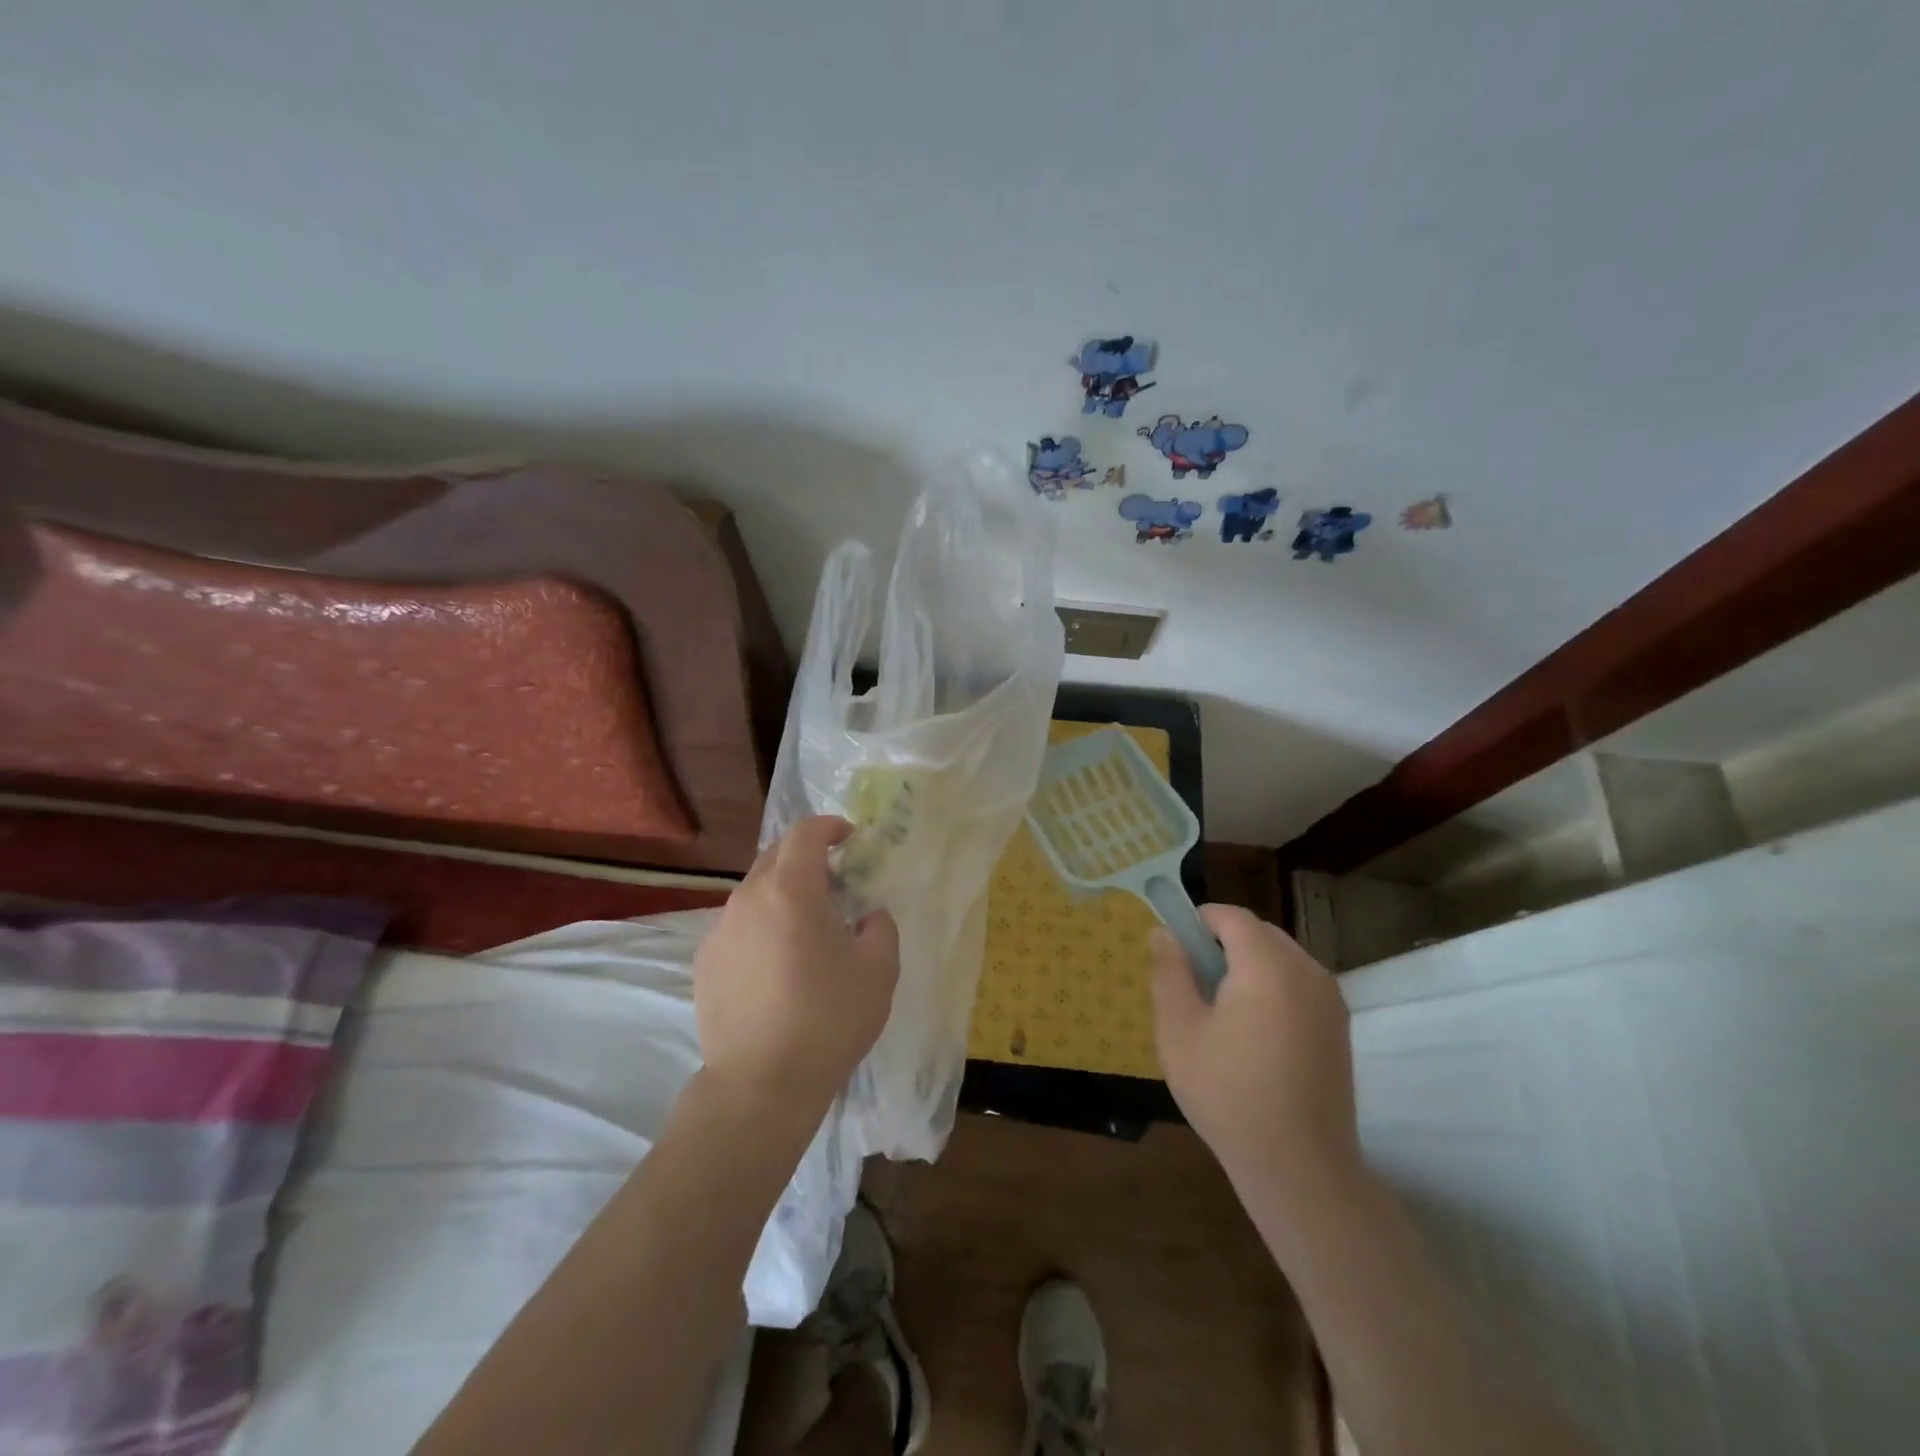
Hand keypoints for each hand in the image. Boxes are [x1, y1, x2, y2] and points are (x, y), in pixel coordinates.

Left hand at [694, 817, 900, 1118]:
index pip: (805, 834)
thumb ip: (880, 927)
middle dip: (805, 857)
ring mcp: (720, 931)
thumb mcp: (879, 970)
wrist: (760, 1085)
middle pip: (775, 856)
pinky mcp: (705, 962)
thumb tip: (867, 916)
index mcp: (791, 891)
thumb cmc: (828, 1020)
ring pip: (754, 892)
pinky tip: (777, 962)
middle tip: (834, 881)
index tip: (849, 837)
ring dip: (782, 892)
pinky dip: (761, 924)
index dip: (829, 826)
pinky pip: (738, 925)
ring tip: (806, 926)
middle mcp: (747, 899)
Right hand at [1150, 905, 1362, 1194]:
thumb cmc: (1229, 1094)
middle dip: (1223, 944)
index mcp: (1268, 966)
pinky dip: (1272, 987)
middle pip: (1259, 933)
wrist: (1300, 1168)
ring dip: (1248, 965)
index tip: (1174, 951)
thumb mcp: (1179, 1030)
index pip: (1231, 917)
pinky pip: (1298, 983)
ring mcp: (1330, 999)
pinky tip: (1253, 1033)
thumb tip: (1164, 933)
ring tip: (1221, 1011)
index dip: (1198, 922)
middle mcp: (1307, 971)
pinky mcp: (1339, 1026)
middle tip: (1193, 984)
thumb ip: (1169, 971)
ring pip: (1280, 957)